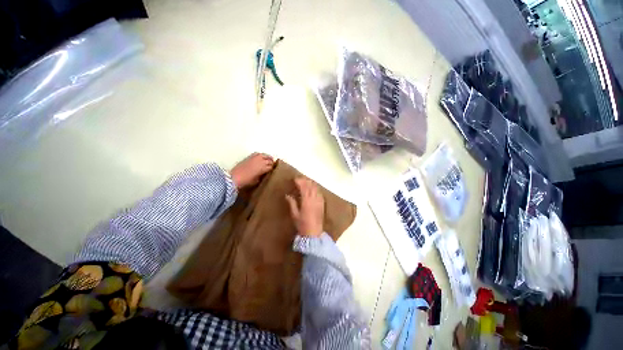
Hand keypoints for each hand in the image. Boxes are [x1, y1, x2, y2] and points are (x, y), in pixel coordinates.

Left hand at [230, 153, 274, 188]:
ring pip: (265, 155)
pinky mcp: (250, 156)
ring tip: (269, 159)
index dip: (273, 169)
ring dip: (268, 157)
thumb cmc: (246, 181)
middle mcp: (261, 161)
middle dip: (271, 163)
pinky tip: (261, 157)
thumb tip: (264, 173)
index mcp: (263, 168)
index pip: (271, 167)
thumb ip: (262, 176)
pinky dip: (261, 155)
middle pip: (269, 160)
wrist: (235, 177)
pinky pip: (258, 154)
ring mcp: (255, 157)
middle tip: (272, 166)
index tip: (274, 170)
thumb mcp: (257, 180)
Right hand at [285, 177, 324, 236]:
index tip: (295, 178)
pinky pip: (320, 193)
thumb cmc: (302, 224)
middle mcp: (314, 199)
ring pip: (316, 188)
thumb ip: (292, 203)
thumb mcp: (295, 214)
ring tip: (306, 181)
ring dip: (311, 183)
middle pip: (310, 186)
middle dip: (305, 180)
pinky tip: (314, 188)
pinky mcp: (322, 204)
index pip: (303, 187)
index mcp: (306, 201)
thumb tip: (287, 195)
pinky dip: (316, 188)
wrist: (314, 233)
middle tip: (299, 178)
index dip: (299, 181)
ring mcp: (319, 201)